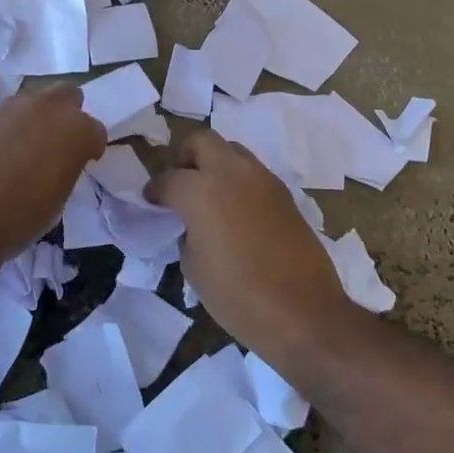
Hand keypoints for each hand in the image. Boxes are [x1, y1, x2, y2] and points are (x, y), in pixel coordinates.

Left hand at [0, 86, 106, 269]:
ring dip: (36, 118)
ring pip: (34, 100)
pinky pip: (5, 115)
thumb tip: (57, 163)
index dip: (91, 147)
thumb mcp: (57, 200)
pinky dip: (8, 129)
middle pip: (68, 95)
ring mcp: (10, 108)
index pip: (95, 130)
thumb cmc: (18, 220)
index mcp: (74, 131)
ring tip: (26, 149)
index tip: (85, 162)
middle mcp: (46, 109)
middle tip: (58, 143)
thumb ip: (64, 169)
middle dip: (68, 114)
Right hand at [144, 130, 351, 363]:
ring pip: (231, 151)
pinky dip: (237, 181)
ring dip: (214, 164)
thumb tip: (192, 223)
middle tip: (179, 183)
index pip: (169, 178)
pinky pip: (252, 172)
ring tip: (208, 196)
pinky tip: (234, 211)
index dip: (155, 189)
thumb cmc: (238, 295)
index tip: (151, 199)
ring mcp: (262, 178)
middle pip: (202, 141)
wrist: (302, 311)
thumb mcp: (194, 268)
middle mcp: (231, 172)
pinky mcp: (283, 192)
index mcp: (201, 190)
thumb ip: (187, 232)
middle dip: (184, 156)